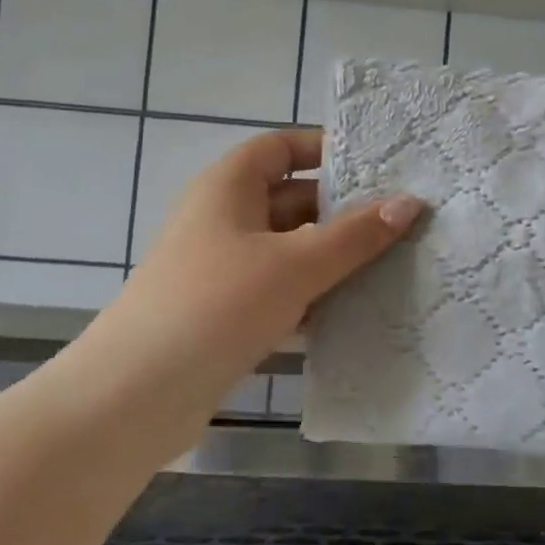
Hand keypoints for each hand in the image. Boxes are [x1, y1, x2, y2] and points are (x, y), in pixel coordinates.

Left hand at [102, 128, 422, 397]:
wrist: (134, 396)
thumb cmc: (217, 305)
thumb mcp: (295, 264)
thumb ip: (355, 236)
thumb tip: (409, 203)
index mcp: (229, 186)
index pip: (281, 148)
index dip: (325, 150)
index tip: (378, 168)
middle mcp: (223, 218)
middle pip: (291, 199)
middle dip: (342, 210)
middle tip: (402, 222)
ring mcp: (222, 268)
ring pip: (288, 249)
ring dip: (332, 257)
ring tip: (394, 264)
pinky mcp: (225, 313)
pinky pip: (279, 290)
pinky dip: (312, 295)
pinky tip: (355, 312)